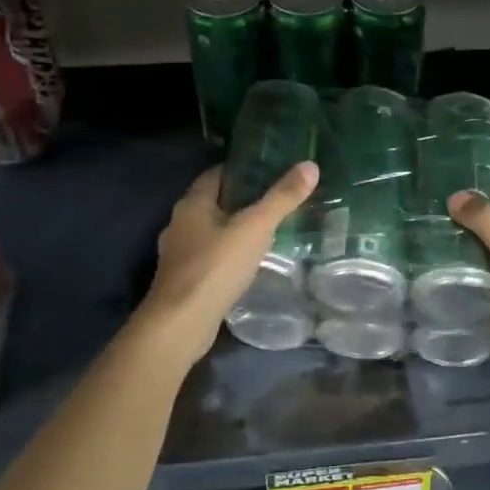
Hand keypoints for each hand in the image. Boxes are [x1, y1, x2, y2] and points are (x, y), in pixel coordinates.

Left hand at [139, 162, 319, 363]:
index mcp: (192, 204)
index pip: (216, 174)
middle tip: (276, 200)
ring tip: (267, 231)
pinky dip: (228, 254)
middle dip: (241, 200)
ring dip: (234, 229)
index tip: (270, 170)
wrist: (181, 324)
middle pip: (214, 202)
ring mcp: (179, 254)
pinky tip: (248, 263)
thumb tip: (310, 166)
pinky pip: (209, 257)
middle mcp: (180, 223)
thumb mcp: (255, 228)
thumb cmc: (215, 267)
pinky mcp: (184, 280)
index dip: (242, 170)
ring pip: (211, 231)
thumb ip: (282, 198)